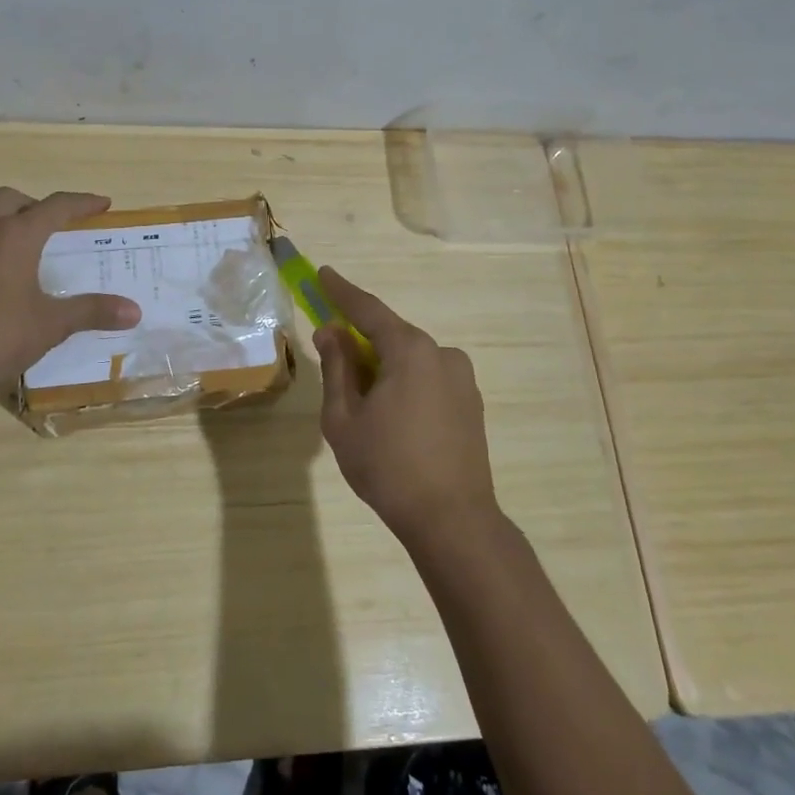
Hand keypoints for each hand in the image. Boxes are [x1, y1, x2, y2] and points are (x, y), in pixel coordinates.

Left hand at [0, 187, 140, 397]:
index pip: (55, 206)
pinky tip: (5, 276)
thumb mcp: (52, 324)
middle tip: (60, 225)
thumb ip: (92, 311)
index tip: (103, 204)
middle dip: (39, 205)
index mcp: (15, 236)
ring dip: (13, 223)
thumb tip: (134, 311)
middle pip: (13, 200)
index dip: (82, 203)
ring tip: (34, 249)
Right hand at [315, 266, 501, 552]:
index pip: (368, 310)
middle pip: (391, 335)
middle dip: (360, 340)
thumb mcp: (344, 418)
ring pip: (410, 360)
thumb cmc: (388, 467)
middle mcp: (442, 354)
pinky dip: (405, 384)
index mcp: (410, 351)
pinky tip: (392, 417)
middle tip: (332, 351)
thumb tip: (330, 332)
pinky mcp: (471, 404)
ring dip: (383, 367)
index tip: (323, 274)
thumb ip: (337, 368)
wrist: (452, 520)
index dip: (341, 292)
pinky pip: (428, 379)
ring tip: (362, 403)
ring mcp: (462, 379)